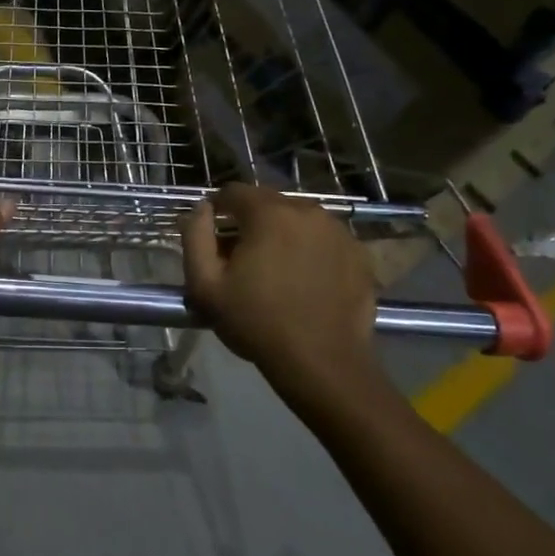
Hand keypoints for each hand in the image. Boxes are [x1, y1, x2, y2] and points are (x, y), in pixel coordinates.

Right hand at [183, 182, 382, 407]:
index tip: (211, 236)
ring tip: (275, 269)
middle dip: (250, 222)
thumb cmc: (257, 323)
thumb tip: (200, 209)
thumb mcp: (205, 285)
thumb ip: (195, 237)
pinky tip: (304, 279)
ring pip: (298, 219)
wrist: (323, 363)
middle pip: (268, 203)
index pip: (233, 192)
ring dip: (282, 233)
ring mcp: (338, 231)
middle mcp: (307, 210)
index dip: (217, 210)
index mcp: (269, 213)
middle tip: (241, 257)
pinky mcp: (359, 254)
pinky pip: (324, 239)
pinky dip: (310, 249)